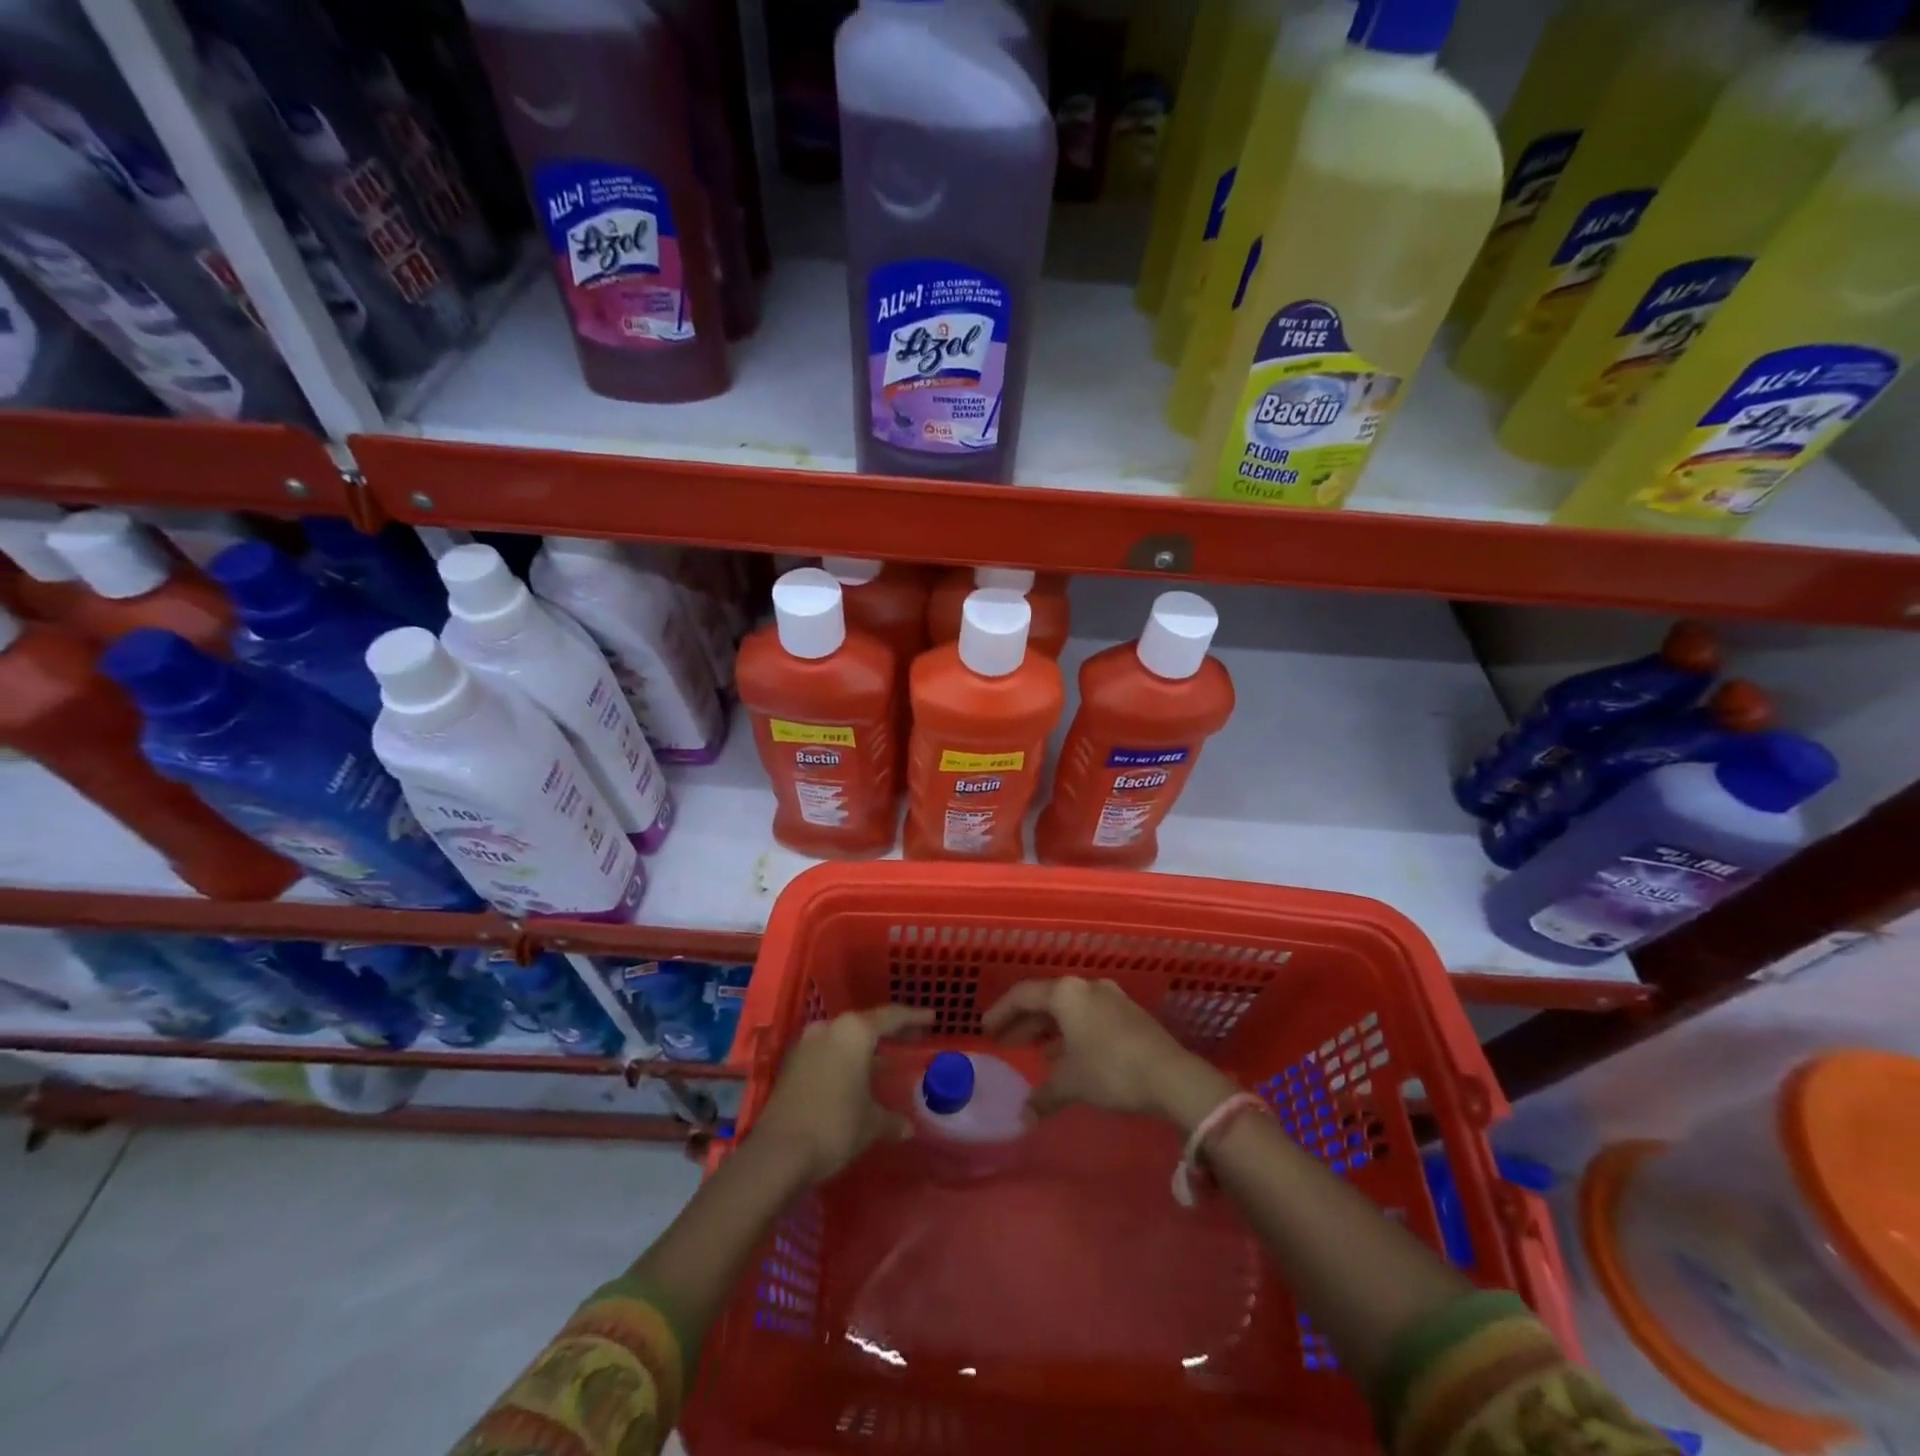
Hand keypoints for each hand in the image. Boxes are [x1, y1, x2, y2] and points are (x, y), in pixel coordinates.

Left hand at [751, 1005, 934, 1182]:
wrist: (777, 1153)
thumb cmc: (835, 1126)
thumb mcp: (871, 1124)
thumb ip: (891, 1119)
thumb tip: (907, 1127)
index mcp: (854, 1032)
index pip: (892, 1017)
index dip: (914, 1018)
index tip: (932, 1018)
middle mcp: (829, 1028)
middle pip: (866, 1024)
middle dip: (889, 1032)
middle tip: (911, 1038)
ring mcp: (806, 1044)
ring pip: (844, 1038)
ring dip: (864, 1048)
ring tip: (885, 1060)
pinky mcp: (791, 1065)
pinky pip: (827, 1053)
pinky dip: (845, 1060)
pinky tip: (856, 1077)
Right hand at [982, 976, 1234, 1130]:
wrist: (1171, 1076)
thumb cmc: (1110, 1070)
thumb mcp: (1071, 1083)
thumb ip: (1043, 1096)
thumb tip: (1024, 1117)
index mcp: (1066, 993)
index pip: (1023, 995)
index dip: (1001, 1012)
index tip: (986, 1030)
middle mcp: (1087, 987)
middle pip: (1046, 1000)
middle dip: (1024, 1022)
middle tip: (1005, 1041)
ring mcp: (1111, 998)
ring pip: (1069, 1010)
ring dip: (1049, 1030)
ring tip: (1035, 1053)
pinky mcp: (1129, 1015)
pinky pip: (1088, 1018)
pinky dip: (1071, 1034)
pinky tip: (1067, 1058)